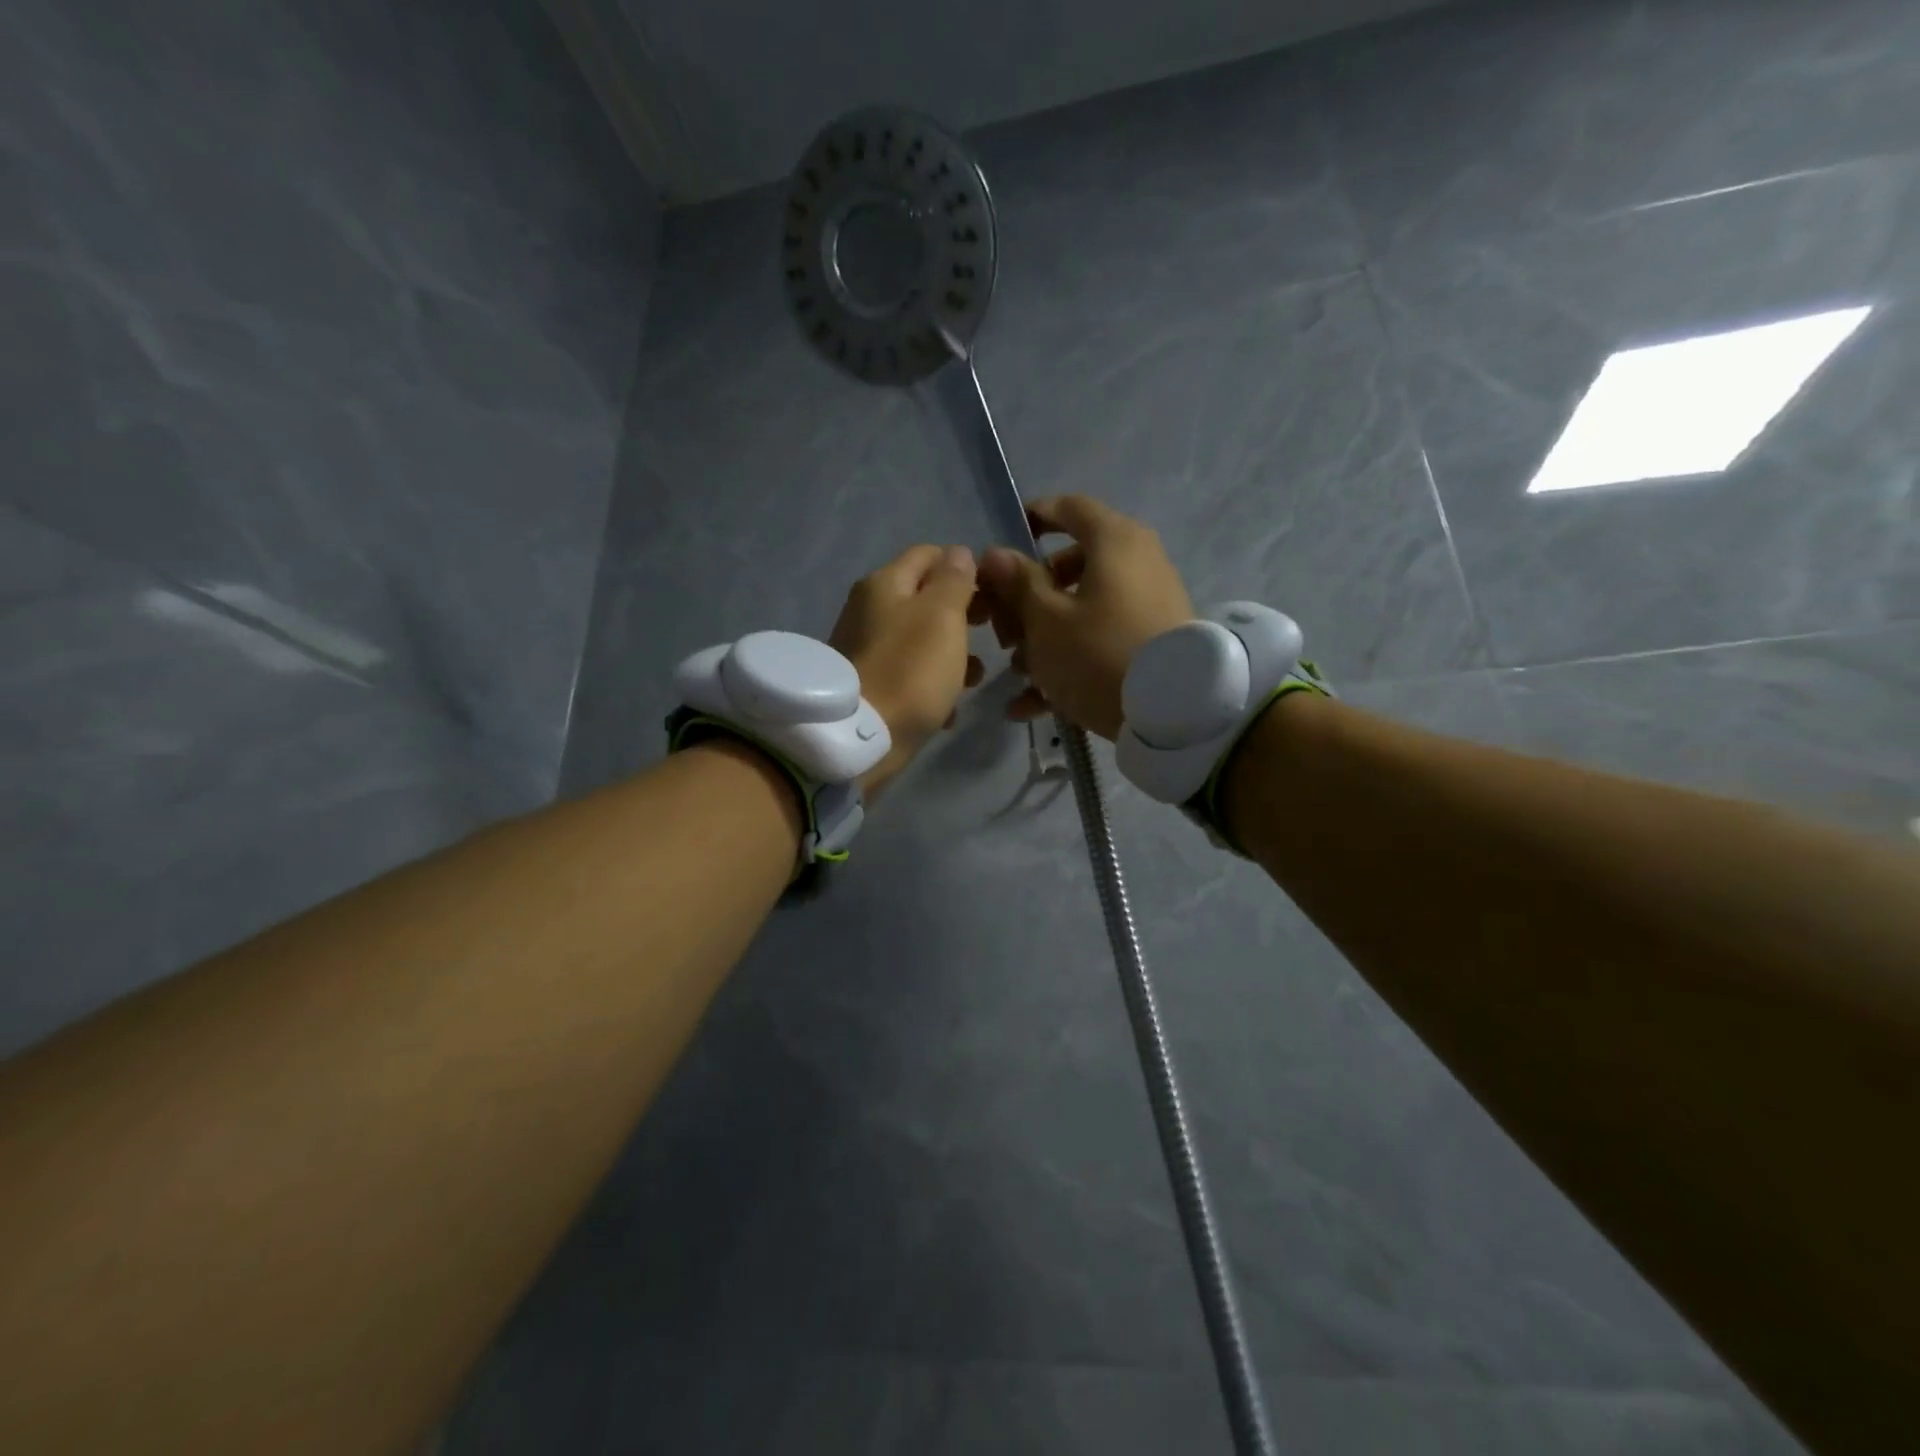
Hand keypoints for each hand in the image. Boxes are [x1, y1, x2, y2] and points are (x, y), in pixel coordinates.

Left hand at [829, 544, 983, 796]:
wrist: (860, 738)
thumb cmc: (910, 670)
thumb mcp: (942, 616)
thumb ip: (954, 581)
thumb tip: (958, 553)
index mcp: (885, 583)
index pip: (929, 555)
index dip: (964, 569)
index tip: (992, 596)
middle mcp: (868, 609)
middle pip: (924, 599)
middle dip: (961, 616)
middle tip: (990, 635)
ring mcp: (865, 648)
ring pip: (920, 639)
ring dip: (951, 655)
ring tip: (974, 679)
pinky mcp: (867, 684)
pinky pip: (908, 674)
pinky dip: (930, 685)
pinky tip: (947, 710)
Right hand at [970, 496, 1193, 740]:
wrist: (1174, 713)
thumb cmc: (1098, 652)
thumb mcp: (1046, 620)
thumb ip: (1017, 584)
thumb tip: (995, 554)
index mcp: (1113, 541)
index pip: (1069, 507)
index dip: (1033, 517)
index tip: (1004, 542)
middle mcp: (1137, 561)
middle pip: (1070, 566)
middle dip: (1028, 599)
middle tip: (1004, 631)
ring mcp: (1148, 603)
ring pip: (1083, 608)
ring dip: (1044, 637)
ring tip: (1018, 674)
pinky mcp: (1152, 641)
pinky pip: (1102, 639)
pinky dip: (1070, 661)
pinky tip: (1033, 704)